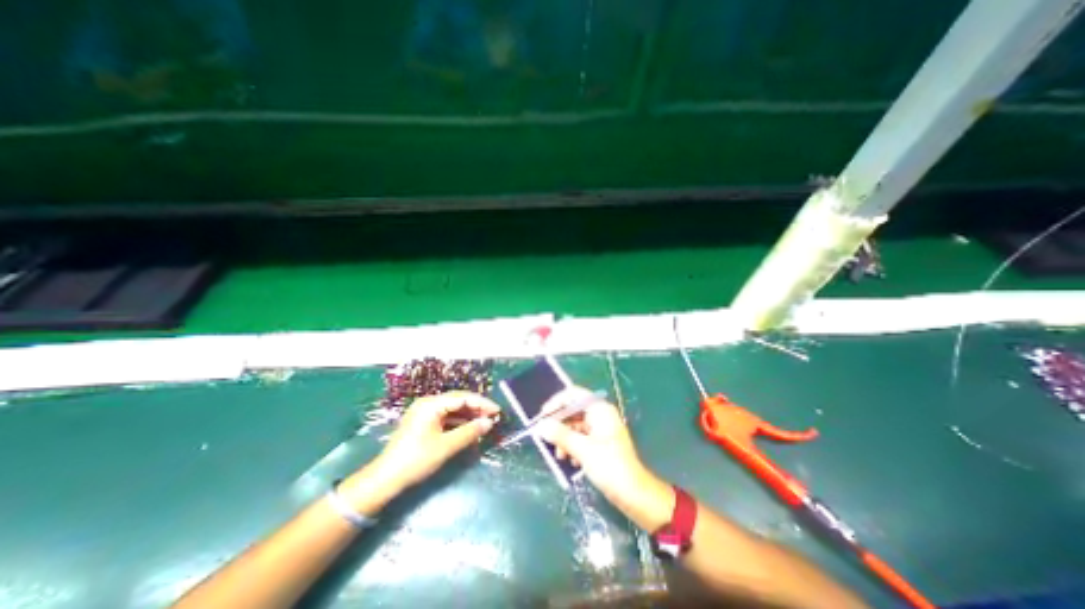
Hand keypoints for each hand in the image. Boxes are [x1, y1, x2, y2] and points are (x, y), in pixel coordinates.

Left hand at [368, 393, 494, 491]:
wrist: (385, 479)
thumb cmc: (416, 460)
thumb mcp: (446, 446)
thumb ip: (469, 432)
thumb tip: (489, 423)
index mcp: (431, 404)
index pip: (463, 397)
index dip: (482, 403)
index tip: (497, 411)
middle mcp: (428, 403)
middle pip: (458, 401)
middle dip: (477, 408)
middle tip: (493, 417)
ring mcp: (425, 412)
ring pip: (453, 409)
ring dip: (469, 416)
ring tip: (484, 423)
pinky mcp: (424, 423)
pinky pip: (446, 418)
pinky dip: (459, 423)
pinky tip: (469, 430)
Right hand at [534, 389, 671, 526]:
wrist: (635, 494)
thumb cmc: (611, 467)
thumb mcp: (583, 450)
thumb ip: (560, 435)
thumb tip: (541, 425)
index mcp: (600, 409)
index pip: (574, 394)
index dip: (556, 403)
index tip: (543, 417)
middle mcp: (601, 414)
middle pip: (573, 410)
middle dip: (559, 425)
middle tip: (547, 439)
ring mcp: (602, 427)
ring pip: (575, 425)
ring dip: (565, 438)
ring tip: (560, 456)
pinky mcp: (601, 441)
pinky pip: (581, 436)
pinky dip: (573, 446)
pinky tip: (572, 461)